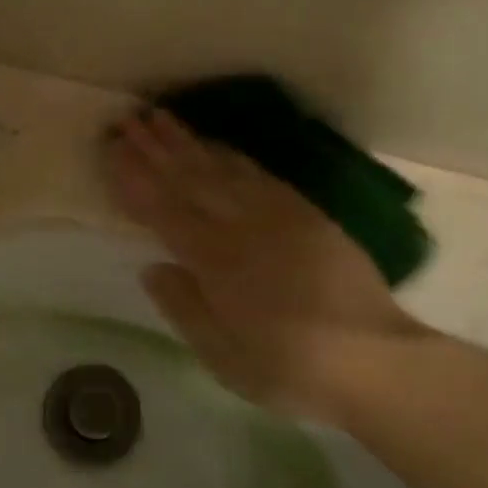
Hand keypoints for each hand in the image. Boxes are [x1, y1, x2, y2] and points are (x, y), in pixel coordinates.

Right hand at [104, 108, 421, 425]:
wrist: (375, 359)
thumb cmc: (290, 369)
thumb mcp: (224, 358)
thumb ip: (185, 308)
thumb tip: (152, 267)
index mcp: (216, 263)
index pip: (164, 211)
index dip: (135, 180)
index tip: (112, 151)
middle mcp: (242, 228)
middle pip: (190, 180)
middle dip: (155, 148)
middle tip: (128, 119)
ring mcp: (278, 216)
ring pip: (223, 169)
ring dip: (189, 142)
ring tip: (162, 118)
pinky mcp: (307, 214)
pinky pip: (260, 175)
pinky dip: (232, 156)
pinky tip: (217, 145)